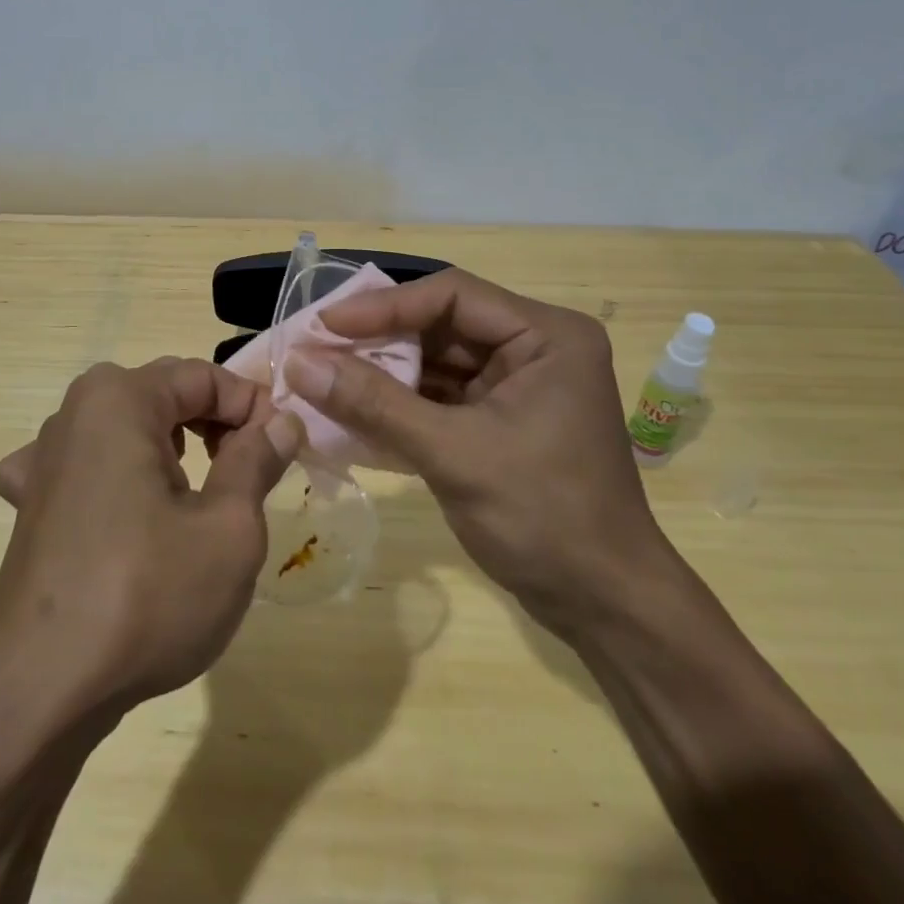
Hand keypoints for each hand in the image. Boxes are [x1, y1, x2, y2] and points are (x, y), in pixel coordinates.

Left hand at [0, 358, 302, 723]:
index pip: (203, 376)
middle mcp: (73, 413)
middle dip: (215, 423)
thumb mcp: (228, 528)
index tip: (286, 446)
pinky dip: (118, 474)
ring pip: (127, 429)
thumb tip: (281, 422)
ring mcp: (42, 460)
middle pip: (163, 395)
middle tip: (253, 469)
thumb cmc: (146, 597)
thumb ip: (256, 461)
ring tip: (202, 492)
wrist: (40, 696)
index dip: (252, 406)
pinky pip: (86, 467)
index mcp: (118, 399)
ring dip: (173, 448)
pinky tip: (124, 510)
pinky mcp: (29, 504)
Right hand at [280, 269, 662, 616]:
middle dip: (377, 340)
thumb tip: (299, 363)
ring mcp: (518, 385)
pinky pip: (441, 396)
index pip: (451, 297)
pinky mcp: (501, 419)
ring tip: (322, 378)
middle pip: (441, 325)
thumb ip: (374, 403)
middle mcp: (534, 348)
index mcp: (546, 336)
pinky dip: (399, 403)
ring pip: (436, 361)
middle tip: (314, 350)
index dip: (383, 306)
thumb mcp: (453, 454)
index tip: (325, 324)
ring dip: (382, 373)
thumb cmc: (543, 517)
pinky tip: (352, 410)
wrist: (604, 606)